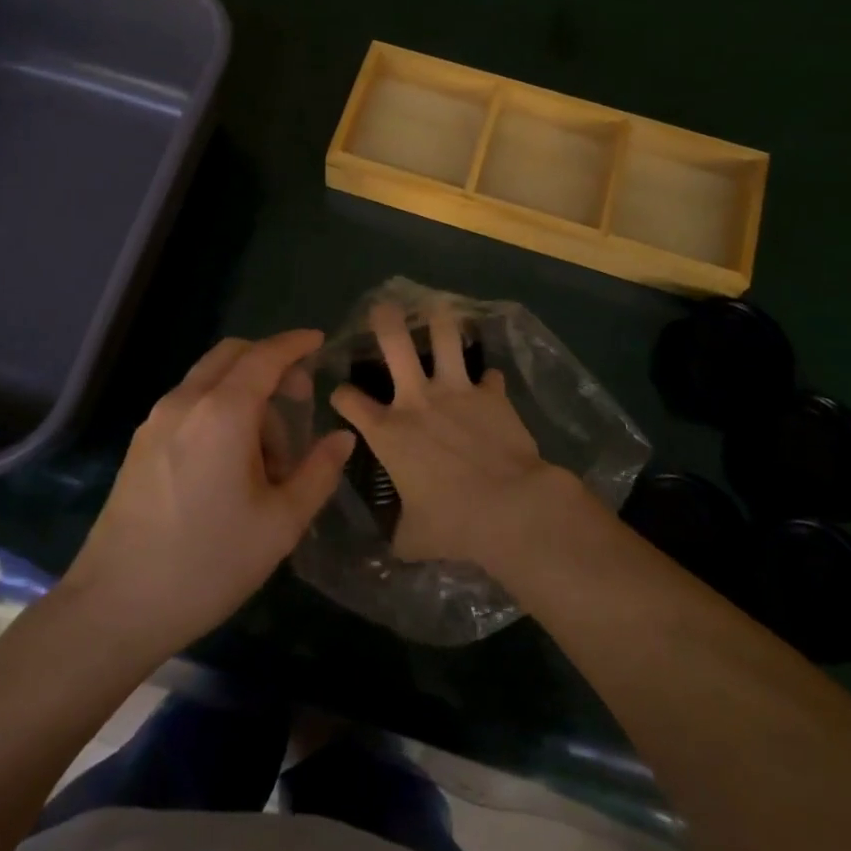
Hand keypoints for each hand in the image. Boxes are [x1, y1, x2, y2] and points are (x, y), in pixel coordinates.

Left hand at [59, 331, 354, 659]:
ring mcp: (155, 422)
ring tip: (269, 456)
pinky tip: (231, 463)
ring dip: (245, 394)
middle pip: (232, 355)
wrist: (115, 606)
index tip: (319, 341)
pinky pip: (189, 405)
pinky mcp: (140, 445)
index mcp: (223, 413)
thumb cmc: (209, 564)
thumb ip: (318, 472)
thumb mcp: (281, 523)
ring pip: (209, 380)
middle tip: (300, 398)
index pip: (265, 357)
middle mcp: (185, 403)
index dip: (295, 344)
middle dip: (270, 363)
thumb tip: (341, 438)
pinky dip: (219, 410)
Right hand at [330, 302, 575, 565]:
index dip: (340, 395)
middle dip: (385, 320)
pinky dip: (488, 379)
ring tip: (439, 308)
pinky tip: (489, 380)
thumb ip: (399, 532)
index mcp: (389, 432)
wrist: (510, 507)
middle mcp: (417, 400)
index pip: (350, 402)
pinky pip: (489, 376)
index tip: (340, 394)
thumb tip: (395, 544)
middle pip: (394, 344)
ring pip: (445, 338)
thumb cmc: (452, 523)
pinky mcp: (492, 394)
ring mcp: (456, 391)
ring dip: (441, 321)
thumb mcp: (412, 538)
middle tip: (383, 307)